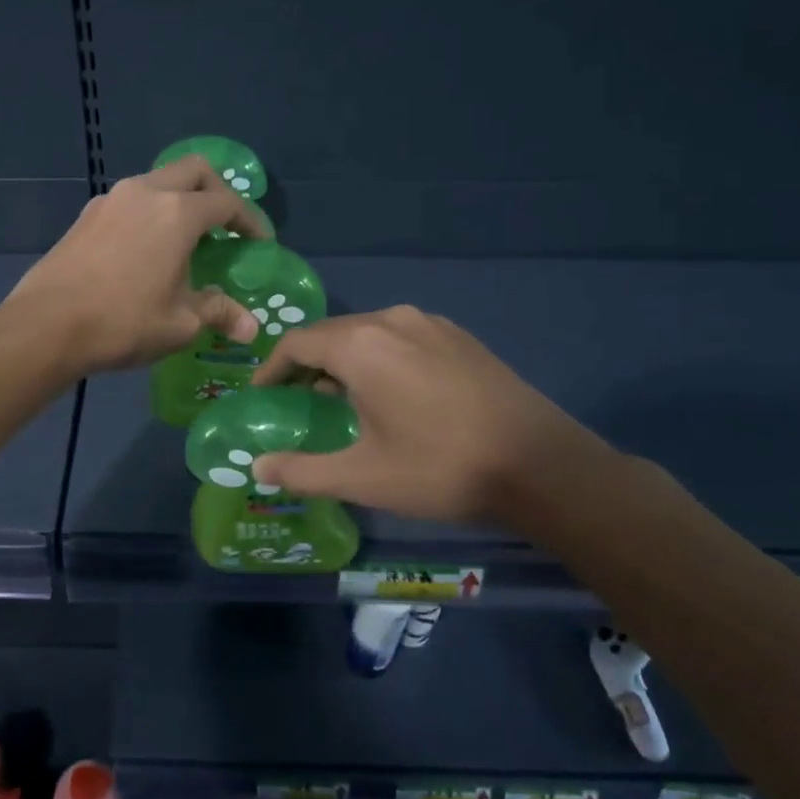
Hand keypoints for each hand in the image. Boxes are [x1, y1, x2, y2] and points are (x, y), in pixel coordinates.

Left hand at [3, 156, 270, 374]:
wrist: (45, 326)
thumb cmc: (123, 322)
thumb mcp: (180, 323)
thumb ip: (218, 312)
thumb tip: (249, 326)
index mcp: (177, 213)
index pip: (226, 202)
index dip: (250, 220)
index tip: (260, 242)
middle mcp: (145, 193)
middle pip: (192, 171)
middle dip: (216, 191)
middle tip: (225, 225)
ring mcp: (110, 200)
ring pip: (157, 182)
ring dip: (179, 201)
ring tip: (185, 240)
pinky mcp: (86, 216)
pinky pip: (130, 202)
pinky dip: (149, 214)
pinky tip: (146, 250)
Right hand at [249, 306, 614, 521]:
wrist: (541, 464)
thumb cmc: (440, 468)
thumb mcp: (363, 477)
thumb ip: (302, 470)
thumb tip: (258, 467)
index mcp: (360, 345)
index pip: (297, 343)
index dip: (272, 368)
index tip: (262, 394)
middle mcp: (391, 320)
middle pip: (332, 334)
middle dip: (307, 364)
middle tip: (297, 399)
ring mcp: (431, 323)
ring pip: (369, 333)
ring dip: (345, 359)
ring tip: (342, 397)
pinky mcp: (460, 336)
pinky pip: (402, 337)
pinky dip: (381, 357)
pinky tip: (393, 392)